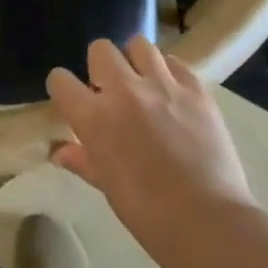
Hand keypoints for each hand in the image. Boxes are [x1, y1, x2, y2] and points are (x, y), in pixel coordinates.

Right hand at [46, 37, 255, 266]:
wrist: (209, 223)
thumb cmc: (149, 214)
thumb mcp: (108, 187)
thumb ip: (82, 160)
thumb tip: (59, 151)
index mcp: (95, 117)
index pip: (60, 79)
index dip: (63, 88)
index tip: (72, 99)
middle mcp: (124, 90)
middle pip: (100, 49)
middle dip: (100, 66)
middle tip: (111, 90)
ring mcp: (162, 85)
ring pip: (139, 45)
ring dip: (135, 61)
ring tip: (144, 83)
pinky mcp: (195, 88)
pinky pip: (175, 63)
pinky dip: (169, 73)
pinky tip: (173, 94)